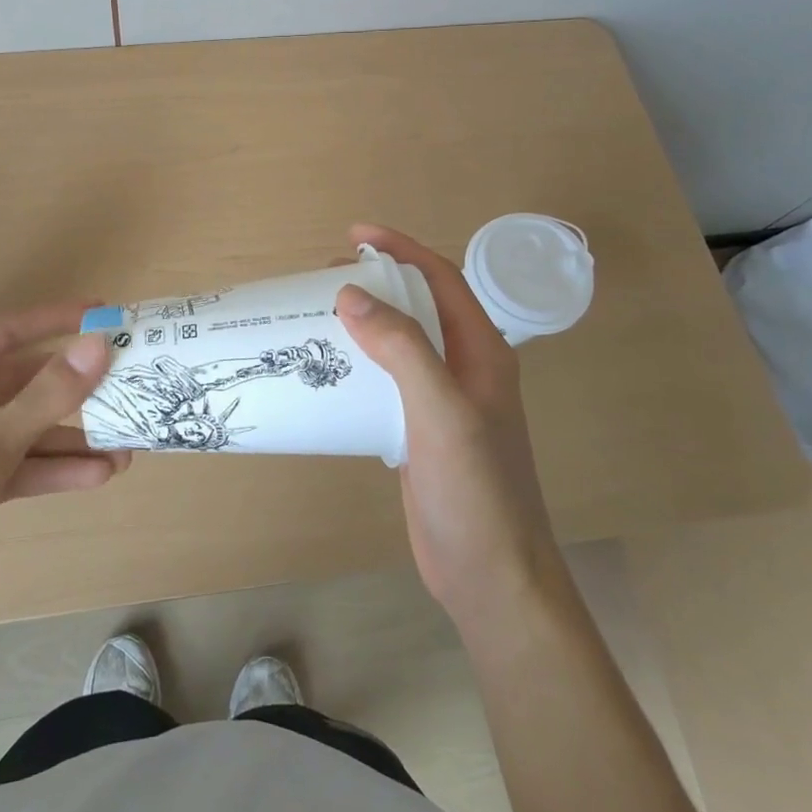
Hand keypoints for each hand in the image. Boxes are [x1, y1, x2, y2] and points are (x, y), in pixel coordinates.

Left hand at [0, 302, 122, 656]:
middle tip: (128, 385)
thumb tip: (98, 345)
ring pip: (21, 428)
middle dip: (72, 390)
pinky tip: (97, 476)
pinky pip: (13, 466)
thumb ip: (45, 399)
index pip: (3, 332)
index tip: (106, 313)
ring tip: (126, 444)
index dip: (56, 320)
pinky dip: (50, 470)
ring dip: (70, 438)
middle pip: (19, 383)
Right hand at [336, 225, 566, 635]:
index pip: (441, 279)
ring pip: (401, 344)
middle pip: (419, 306)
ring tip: (320, 314)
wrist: (491, 576)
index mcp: (482, 351)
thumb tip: (351, 295)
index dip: (401, 249)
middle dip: (378, 281)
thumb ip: (402, 349)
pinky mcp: (421, 430)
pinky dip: (360, 364)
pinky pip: (388, 381)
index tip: (354, 235)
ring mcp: (444, 401)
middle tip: (326, 275)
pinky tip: (329, 371)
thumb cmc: (475, 490)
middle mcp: (465, 367)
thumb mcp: (441, 412)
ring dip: (366, 322)